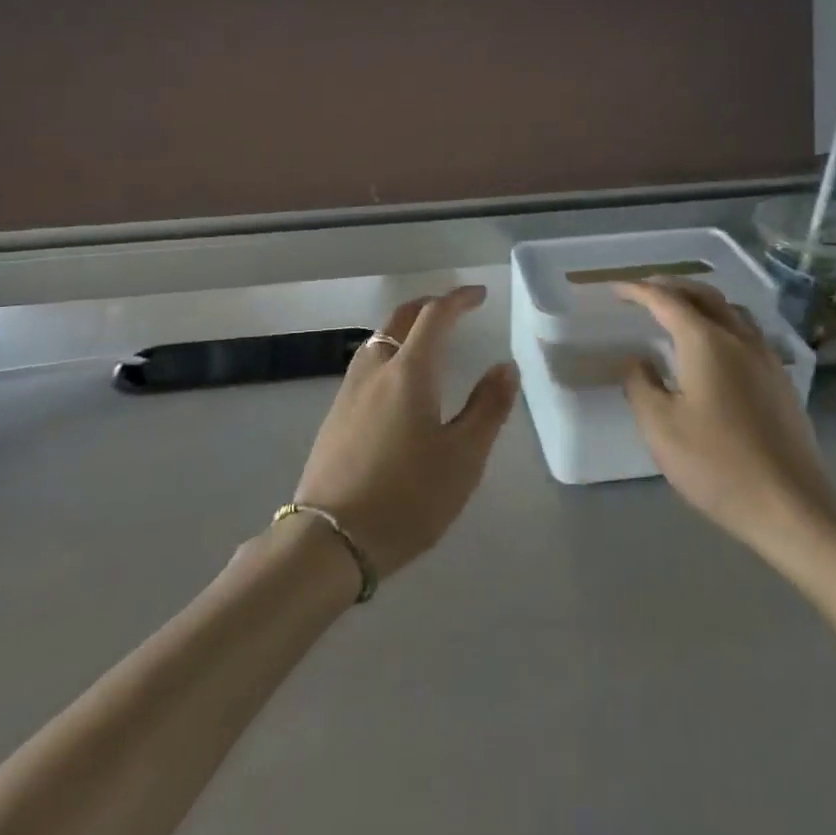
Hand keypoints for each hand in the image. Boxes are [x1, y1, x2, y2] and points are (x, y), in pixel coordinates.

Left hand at [293, 286, 518, 580]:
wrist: (331, 540)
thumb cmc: (408, 497)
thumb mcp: (463, 457)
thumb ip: (487, 407)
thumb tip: (504, 367)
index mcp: (409, 372)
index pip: (435, 316)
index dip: (458, 299)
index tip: (479, 295)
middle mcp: (375, 370)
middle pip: (400, 318)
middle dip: (428, 305)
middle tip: (453, 308)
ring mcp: (349, 391)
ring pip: (377, 339)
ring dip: (404, 328)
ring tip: (426, 342)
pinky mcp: (334, 415)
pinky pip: (366, 365)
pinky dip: (388, 353)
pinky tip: (396, 383)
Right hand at [617, 281, 835, 550]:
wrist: (791, 505)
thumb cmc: (716, 464)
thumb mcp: (660, 427)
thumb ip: (641, 384)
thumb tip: (637, 360)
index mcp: (706, 341)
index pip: (666, 300)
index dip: (637, 291)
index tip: (614, 288)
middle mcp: (739, 338)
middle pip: (704, 294)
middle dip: (672, 286)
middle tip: (644, 290)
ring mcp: (766, 357)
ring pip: (730, 310)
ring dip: (700, 300)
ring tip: (678, 310)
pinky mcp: (780, 380)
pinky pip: (746, 331)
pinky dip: (721, 321)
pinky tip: (713, 346)